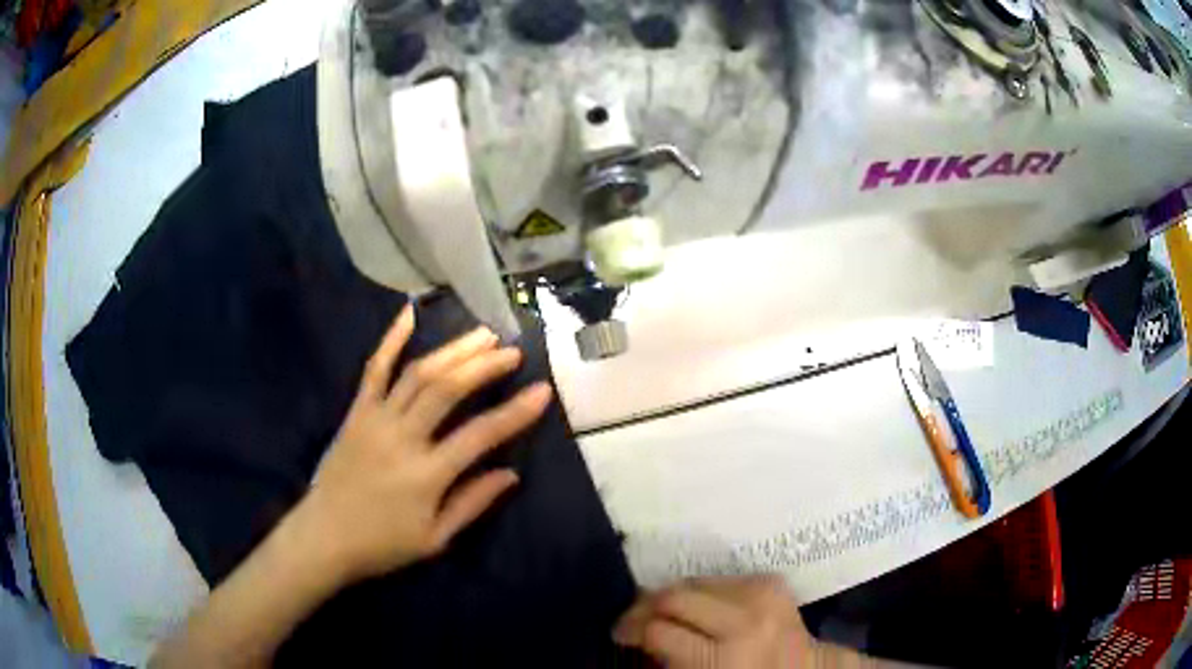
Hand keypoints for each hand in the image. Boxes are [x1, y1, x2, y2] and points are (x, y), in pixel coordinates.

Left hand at [290, 304, 552, 583]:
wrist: (324, 536)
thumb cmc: (383, 544)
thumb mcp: (435, 538)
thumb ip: (473, 503)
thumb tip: (511, 473)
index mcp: (427, 474)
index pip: (480, 434)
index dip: (515, 412)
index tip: (542, 390)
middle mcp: (402, 438)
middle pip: (447, 389)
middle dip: (484, 366)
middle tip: (512, 351)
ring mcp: (376, 419)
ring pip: (417, 373)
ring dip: (452, 350)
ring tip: (482, 334)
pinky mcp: (356, 412)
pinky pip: (374, 370)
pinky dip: (390, 340)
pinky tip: (408, 315)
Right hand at [614, 575, 815, 667]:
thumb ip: (667, 659)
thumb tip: (637, 638)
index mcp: (724, 656)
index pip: (660, 631)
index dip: (631, 631)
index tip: (619, 635)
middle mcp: (744, 618)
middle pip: (675, 596)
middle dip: (644, 607)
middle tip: (631, 620)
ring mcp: (762, 594)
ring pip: (695, 580)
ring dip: (672, 596)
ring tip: (660, 611)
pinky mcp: (771, 581)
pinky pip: (721, 578)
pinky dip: (702, 590)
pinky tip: (696, 605)